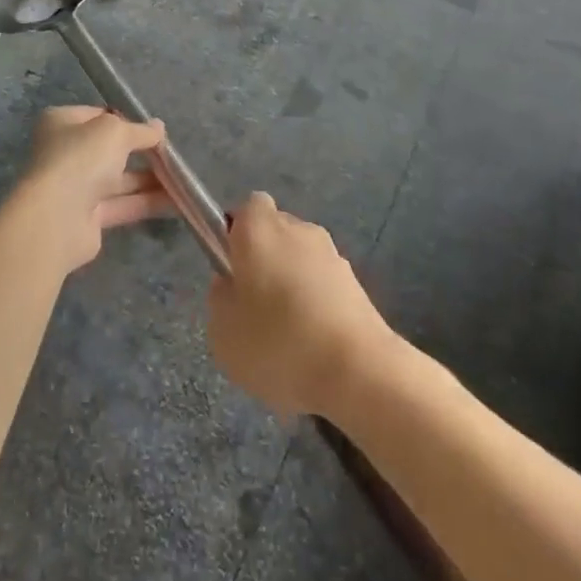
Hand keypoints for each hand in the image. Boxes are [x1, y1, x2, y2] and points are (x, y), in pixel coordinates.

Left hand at [8, 106, 170, 273]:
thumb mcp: (116, 132)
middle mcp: (65, 153)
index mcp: (62, 123)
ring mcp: (75, 187)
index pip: (98, 115)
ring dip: (149, 179)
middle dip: (140, 151)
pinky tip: (177, 202)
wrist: (57, 217)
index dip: (126, 120)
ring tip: (183, 178)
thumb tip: (159, 128)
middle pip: (109, 149)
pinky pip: (122, 205)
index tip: (153, 128)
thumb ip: (140, 130)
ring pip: (118, 180)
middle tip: (171, 153)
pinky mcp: (88, 218)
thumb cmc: (81, 158)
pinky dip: (147, 202)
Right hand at [207, 193, 392, 417]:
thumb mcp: (222, 330)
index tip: (232, 268)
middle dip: (265, 260)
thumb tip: (231, 284)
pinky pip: (324, 286)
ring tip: (287, 335)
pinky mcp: (358, 284)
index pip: (247, 208)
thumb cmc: (278, 342)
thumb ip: (220, 298)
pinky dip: (317, 305)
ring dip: (293, 284)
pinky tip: (314, 347)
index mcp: (259, 229)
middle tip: (254, 305)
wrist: (359, 372)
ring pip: (301, 260)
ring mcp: (332, 254)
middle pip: (275, 232)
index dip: (237, 234)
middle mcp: (298, 229)